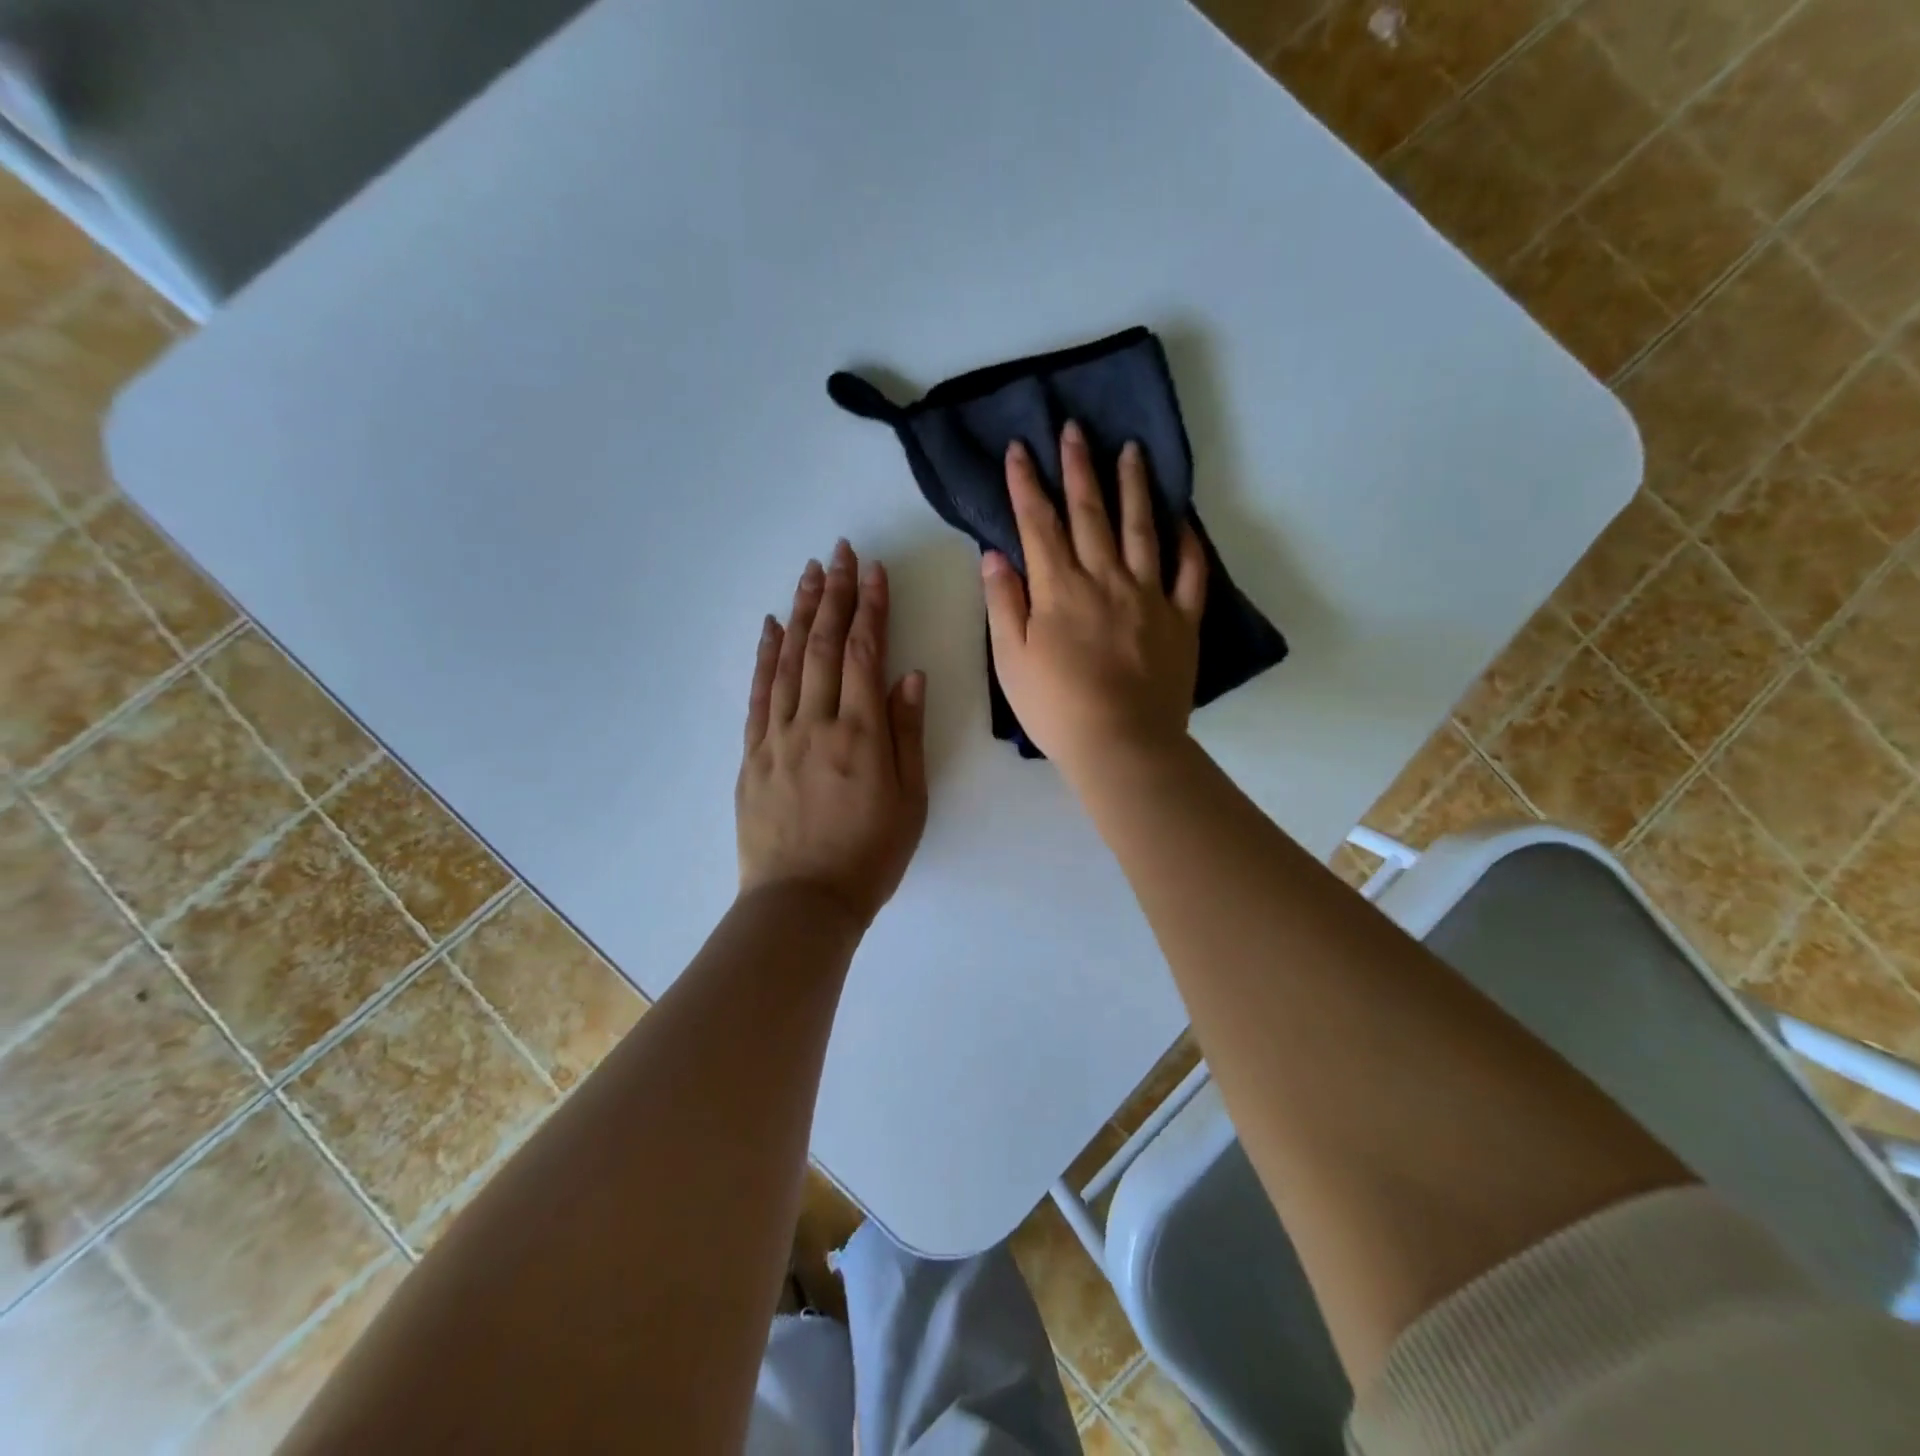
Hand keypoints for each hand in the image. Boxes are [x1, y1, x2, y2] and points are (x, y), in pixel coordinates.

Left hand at [737, 540, 928, 930]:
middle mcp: (816, 724)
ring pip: (789, 661)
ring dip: (800, 612)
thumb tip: (909, 675)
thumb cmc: (869, 856)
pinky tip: (771, 626)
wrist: (802, 902)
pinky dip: (765, 656)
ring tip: (810, 572)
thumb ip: (907, 734)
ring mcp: (778, 737)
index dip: (870, 608)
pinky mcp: (753, 754)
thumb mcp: (909, 800)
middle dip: (835, 595)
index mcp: (861, 735)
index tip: (874, 571)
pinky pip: (759, 694)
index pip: (864, 654)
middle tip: (840, 552)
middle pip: (824, 646)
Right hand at [982, 420, 1206, 780]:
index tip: (1019, 449)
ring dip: (1134, 486)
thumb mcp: (1010, 661)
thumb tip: (994, 555)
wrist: (1122, 744)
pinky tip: (1184, 521)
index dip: (1026, 484)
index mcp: (1059, 589)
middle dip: (1078, 468)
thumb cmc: (1057, 708)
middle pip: (1090, 513)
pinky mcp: (1182, 619)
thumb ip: (1003, 604)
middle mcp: (1105, 579)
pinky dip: (1189, 544)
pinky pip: (1190, 573)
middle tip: (1075, 429)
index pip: (1038, 524)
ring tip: (1131, 451)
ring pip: (1142, 529)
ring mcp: (1149, 596)